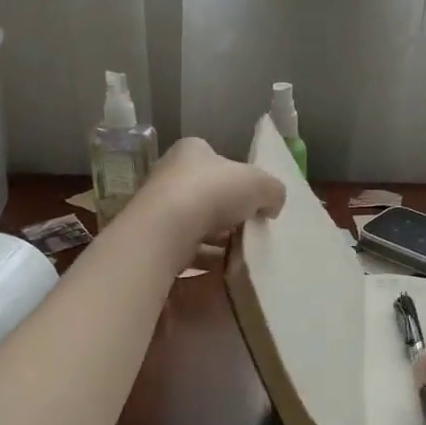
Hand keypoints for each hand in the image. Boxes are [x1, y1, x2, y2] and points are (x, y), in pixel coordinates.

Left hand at [139, 137, 285, 264]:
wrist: (165, 230)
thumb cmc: (212, 192)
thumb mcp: (259, 183)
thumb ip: (272, 190)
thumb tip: (272, 205)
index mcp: (191, 151)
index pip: (217, 161)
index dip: (238, 179)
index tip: (253, 201)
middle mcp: (169, 175)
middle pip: (206, 195)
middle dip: (229, 215)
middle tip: (250, 231)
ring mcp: (158, 209)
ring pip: (195, 225)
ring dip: (217, 242)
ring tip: (240, 257)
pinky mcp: (153, 239)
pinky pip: (184, 250)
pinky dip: (204, 261)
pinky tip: (221, 272)